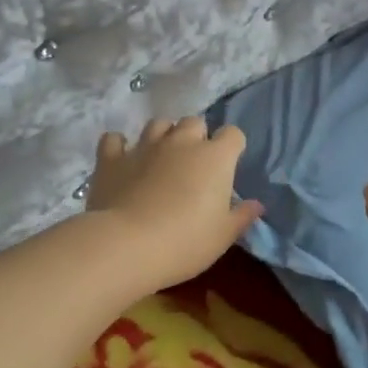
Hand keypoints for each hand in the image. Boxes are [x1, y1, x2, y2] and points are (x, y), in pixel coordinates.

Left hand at [87, 118, 264, 293]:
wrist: (127, 245)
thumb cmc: (186, 242)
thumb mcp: (223, 236)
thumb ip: (241, 216)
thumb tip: (256, 204)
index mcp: (215, 158)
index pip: (233, 134)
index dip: (232, 147)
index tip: (228, 167)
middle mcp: (181, 142)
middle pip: (194, 122)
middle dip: (197, 137)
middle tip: (194, 164)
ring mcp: (144, 146)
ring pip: (158, 124)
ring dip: (163, 136)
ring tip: (162, 158)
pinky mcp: (111, 158)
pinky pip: (115, 140)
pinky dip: (120, 146)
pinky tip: (122, 160)